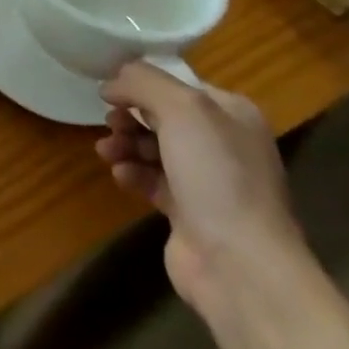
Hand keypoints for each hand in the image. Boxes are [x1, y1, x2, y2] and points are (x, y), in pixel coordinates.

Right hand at [97, 62, 305, 316]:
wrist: (241, 266)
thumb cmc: (217, 175)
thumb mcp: (181, 108)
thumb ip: (142, 82)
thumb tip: (111, 84)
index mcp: (232, 114)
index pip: (179, 84)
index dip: (142, 84)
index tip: (111, 91)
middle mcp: (224, 143)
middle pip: (162, 116)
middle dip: (130, 116)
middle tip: (110, 122)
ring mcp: (208, 181)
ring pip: (153, 148)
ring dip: (125, 144)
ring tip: (107, 151)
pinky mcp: (190, 213)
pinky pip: (151, 180)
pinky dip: (132, 173)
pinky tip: (120, 175)